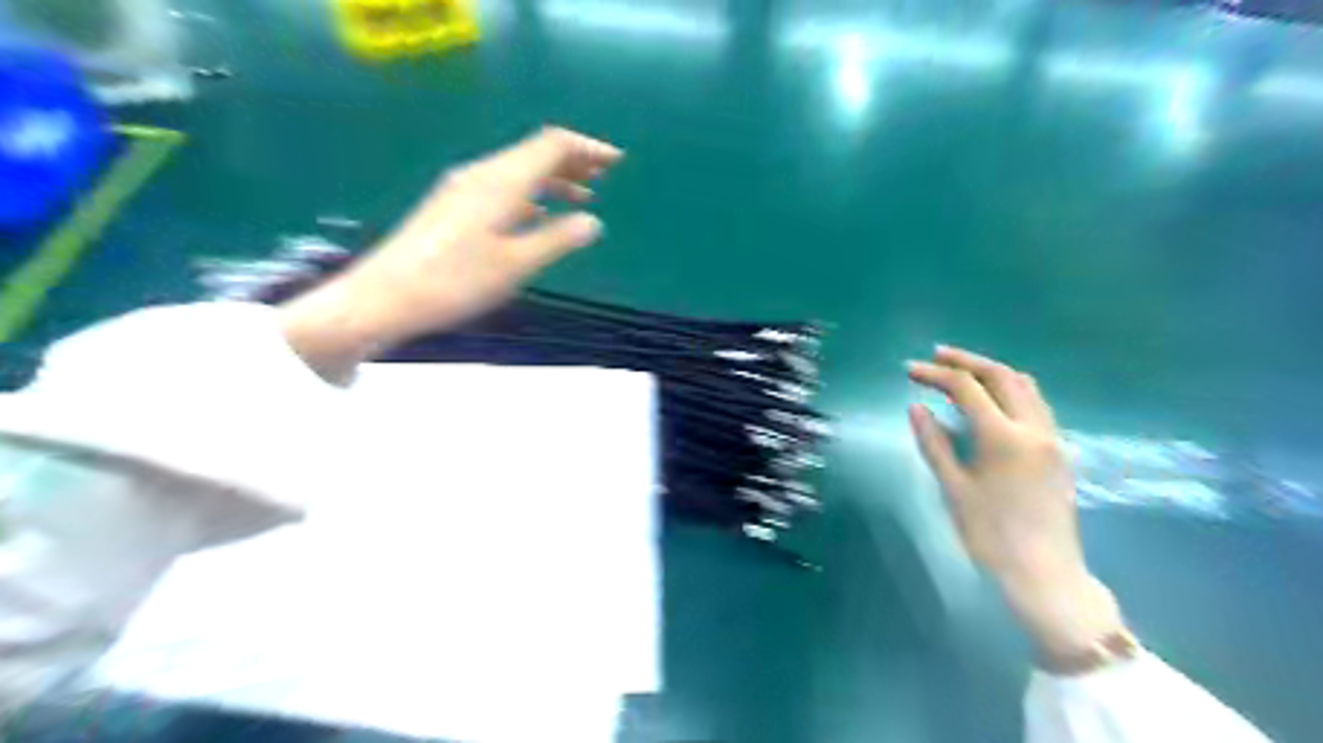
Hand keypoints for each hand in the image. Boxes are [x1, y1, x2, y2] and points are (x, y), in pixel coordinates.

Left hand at [276, 125, 625, 375]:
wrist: (384, 297)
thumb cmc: (455, 281)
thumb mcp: (515, 264)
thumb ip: (557, 239)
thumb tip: (593, 222)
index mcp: (501, 181)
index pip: (551, 145)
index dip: (586, 148)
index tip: (615, 161)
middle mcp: (482, 174)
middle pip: (534, 153)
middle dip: (572, 162)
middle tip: (604, 177)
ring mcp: (463, 189)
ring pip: (518, 171)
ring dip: (552, 180)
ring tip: (581, 197)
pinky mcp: (452, 206)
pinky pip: (502, 188)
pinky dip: (530, 195)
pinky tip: (538, 216)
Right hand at [917, 345, 1118, 662]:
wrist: (1044, 575)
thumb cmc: (990, 535)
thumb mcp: (953, 488)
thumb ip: (934, 443)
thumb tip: (917, 407)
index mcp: (1004, 438)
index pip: (967, 389)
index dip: (936, 374)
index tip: (909, 370)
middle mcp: (1034, 429)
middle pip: (1002, 376)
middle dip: (966, 361)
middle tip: (935, 357)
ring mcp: (1052, 439)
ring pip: (1025, 387)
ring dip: (991, 372)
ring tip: (961, 371)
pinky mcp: (1058, 452)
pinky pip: (1035, 405)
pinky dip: (1009, 391)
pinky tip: (990, 401)